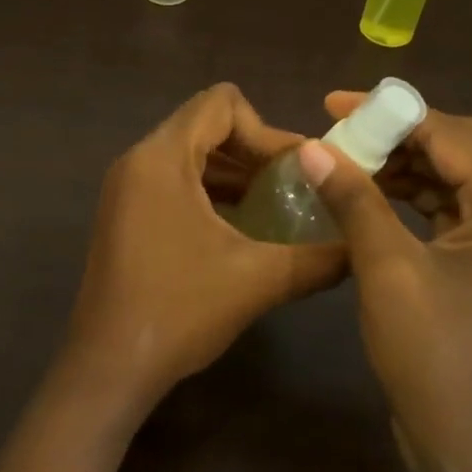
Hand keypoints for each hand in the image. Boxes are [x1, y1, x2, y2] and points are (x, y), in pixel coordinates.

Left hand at [59, 84, 344, 415]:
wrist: (110, 367)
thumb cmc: (180, 311)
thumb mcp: (259, 280)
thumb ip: (318, 259)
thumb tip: (361, 248)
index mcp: (162, 158)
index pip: (221, 104)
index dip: (267, 129)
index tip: (297, 171)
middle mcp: (137, 162)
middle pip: (205, 126)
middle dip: (254, 152)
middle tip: (295, 187)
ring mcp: (125, 191)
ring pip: (189, 157)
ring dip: (234, 174)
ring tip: (275, 208)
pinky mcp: (124, 218)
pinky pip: (173, 184)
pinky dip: (210, 194)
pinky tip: (240, 230)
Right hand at [299, 95, 471, 471]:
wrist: (470, 444)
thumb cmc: (434, 355)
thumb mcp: (387, 270)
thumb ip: (354, 200)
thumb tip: (311, 147)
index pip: (451, 133)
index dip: (391, 111)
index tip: (332, 104)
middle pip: (459, 150)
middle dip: (398, 135)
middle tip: (339, 131)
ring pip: (453, 181)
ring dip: (402, 168)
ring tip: (346, 162)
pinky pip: (449, 214)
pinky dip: (410, 201)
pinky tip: (369, 201)